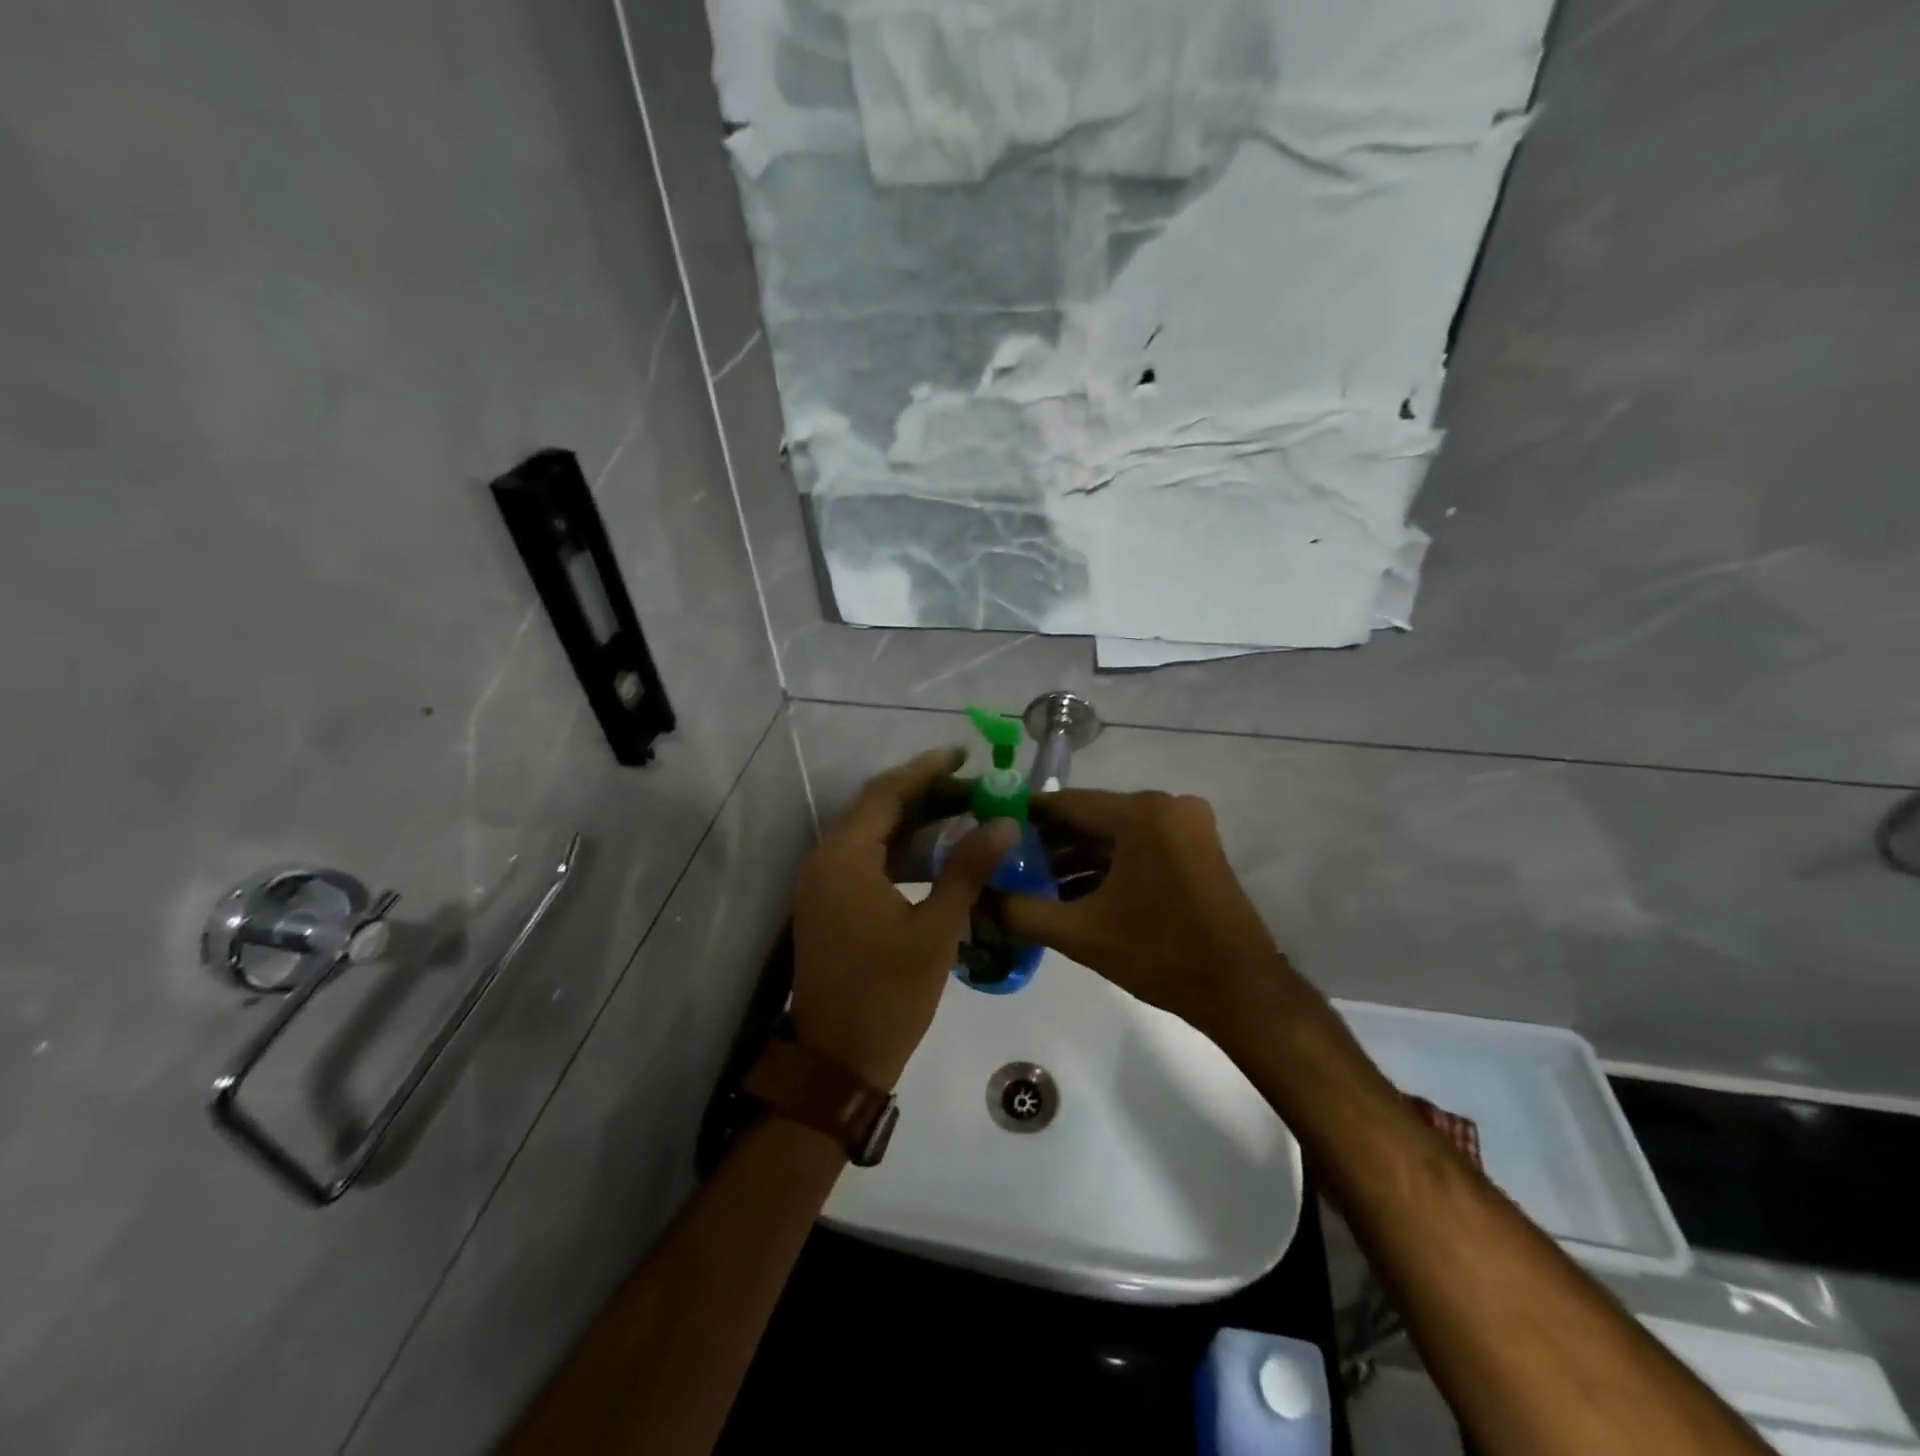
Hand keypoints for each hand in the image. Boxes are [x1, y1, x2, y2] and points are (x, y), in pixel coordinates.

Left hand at [789, 748, 1018, 1088]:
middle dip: (924, 794)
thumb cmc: (889, 993)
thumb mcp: (937, 928)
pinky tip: (935, 856)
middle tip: (973, 788)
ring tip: (962, 815)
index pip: (886, 793)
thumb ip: (968, 869)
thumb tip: (1004, 823)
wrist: (837, 1058)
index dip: (926, 770)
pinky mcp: (827, 904)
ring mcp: (821, 884)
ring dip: (912, 823)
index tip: (963, 754)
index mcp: (845, 858)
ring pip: (870, 835)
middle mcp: (825, 860)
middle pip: (876, 809)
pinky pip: (863, 860)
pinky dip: (898, 850)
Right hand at [1000, 789, 1283, 1032]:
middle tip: (1006, 862)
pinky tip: (1072, 889)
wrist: (1240, 991)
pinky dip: (1107, 864)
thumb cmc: (1161, 956)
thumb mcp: (1080, 934)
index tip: (989, 829)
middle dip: (1048, 841)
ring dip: (1076, 856)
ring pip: (1114, 833)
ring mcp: (1185, 825)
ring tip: (1032, 881)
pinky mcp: (1195, 846)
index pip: (1066, 803)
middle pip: (1091, 816)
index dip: (1024, 816)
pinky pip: (1138, 844)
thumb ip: (1021, 912)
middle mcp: (1166, 806)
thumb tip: (976, 899)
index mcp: (1141, 814)